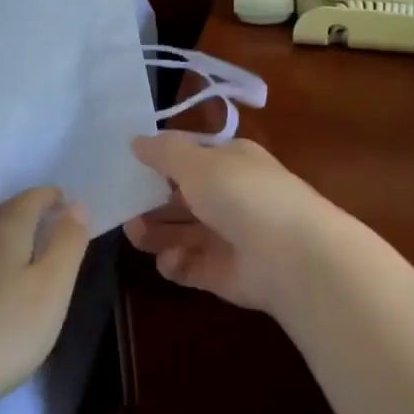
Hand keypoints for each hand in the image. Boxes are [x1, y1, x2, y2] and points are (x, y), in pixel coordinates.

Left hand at [0, 187, 90, 413]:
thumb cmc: (5, 332)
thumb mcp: (53, 288)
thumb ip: (67, 243)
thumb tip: (74, 206)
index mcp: (5, 232)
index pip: (29, 200)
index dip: (49, 196)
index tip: (64, 200)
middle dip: (22, 208)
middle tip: (42, 219)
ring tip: (10, 242)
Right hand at [122, 133, 341, 315]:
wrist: (291, 256)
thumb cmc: (242, 194)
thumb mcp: (198, 162)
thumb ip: (164, 153)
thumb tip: (135, 141)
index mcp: (230, 162)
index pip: (189, 157)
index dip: (159, 160)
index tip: (125, 165)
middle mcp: (228, 196)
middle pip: (180, 197)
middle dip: (150, 201)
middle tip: (121, 204)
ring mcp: (226, 236)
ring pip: (179, 232)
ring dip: (154, 232)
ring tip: (135, 232)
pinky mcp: (221, 273)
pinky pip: (188, 265)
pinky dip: (175, 263)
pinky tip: (171, 259)